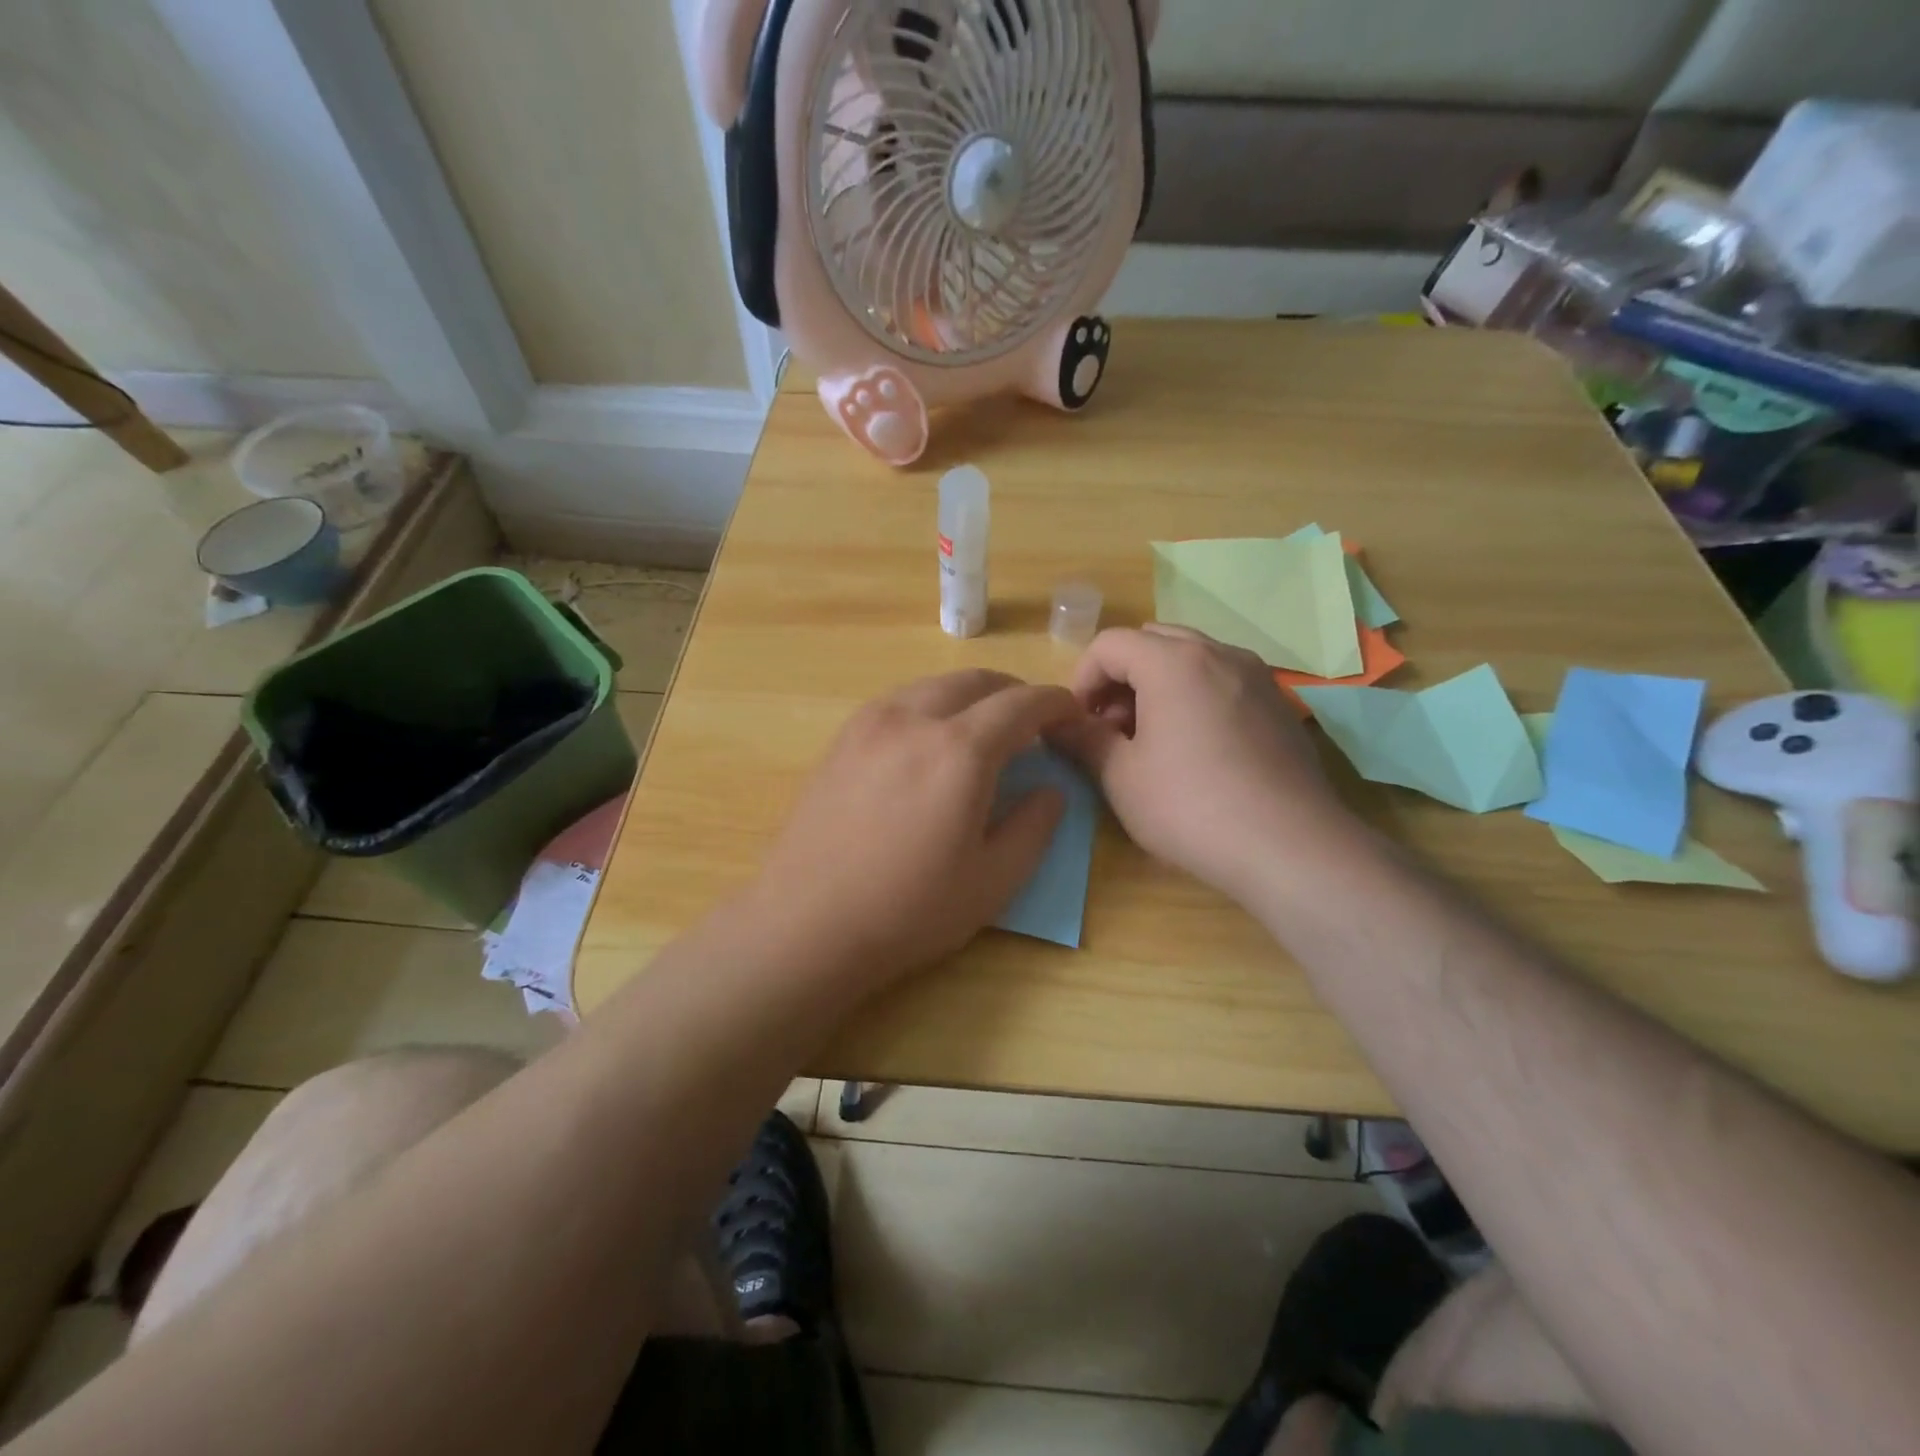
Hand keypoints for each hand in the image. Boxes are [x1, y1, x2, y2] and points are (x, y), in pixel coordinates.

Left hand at [745, 670, 1079, 985]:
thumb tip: (1051, 789)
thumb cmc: (908, 910)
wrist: (805, 923)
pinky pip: (899, 701)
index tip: (1072, 714)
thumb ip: (1034, 827)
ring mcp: (870, 723)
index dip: (1054, 703)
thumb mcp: (992, 881)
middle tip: (1032, 723)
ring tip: (983, 730)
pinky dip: (931, 706)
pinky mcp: (842, 738)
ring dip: (970, 696)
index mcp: (959, 751)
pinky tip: (930, 742)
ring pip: (933, 685)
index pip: (1021, 704)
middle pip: (976, 681)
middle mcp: (914, 718)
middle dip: (1013, 692)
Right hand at [1050, 626, 1357, 901]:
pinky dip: (1195, 696)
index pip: (1110, 644)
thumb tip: (1055, 722)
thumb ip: (1083, 738)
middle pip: (1152, 641)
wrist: (1290, 846)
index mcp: (1173, 661)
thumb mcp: (1121, 777)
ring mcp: (1256, 675)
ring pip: (1192, 658)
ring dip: (1158, 684)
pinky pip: (1223, 680)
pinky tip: (1196, 748)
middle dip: (1121, 677)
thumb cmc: (1191, 807)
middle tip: (1112, 728)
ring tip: (1152, 739)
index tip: (1079, 722)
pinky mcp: (1279, 704)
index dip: (1082, 679)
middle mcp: (1218, 653)